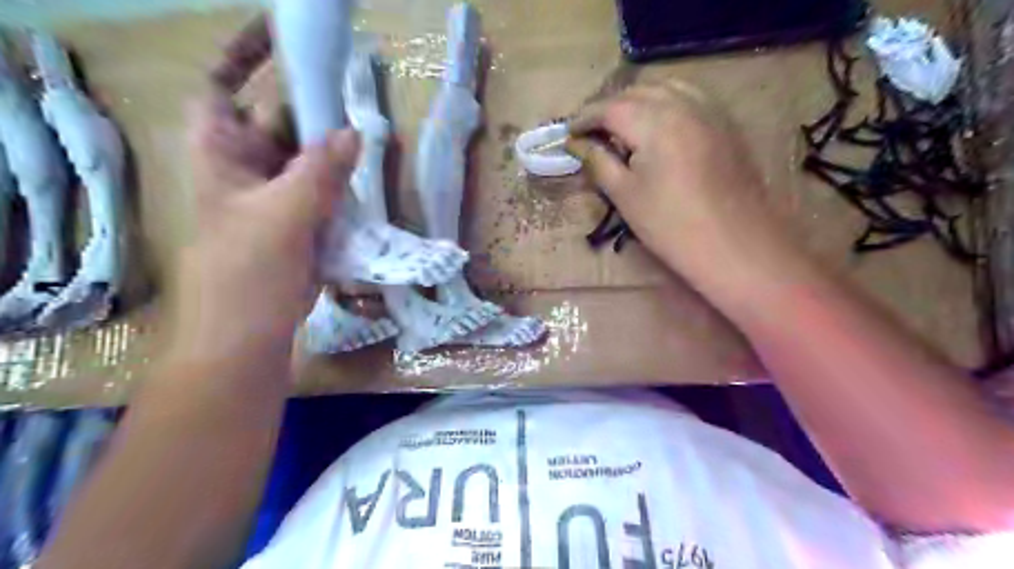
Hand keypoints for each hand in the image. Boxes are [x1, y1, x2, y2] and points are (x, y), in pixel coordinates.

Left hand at [173, 15, 360, 359]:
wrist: (249, 336)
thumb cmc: (248, 275)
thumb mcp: (282, 218)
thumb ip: (318, 173)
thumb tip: (353, 133)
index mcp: (221, 155)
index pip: (222, 89)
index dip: (245, 59)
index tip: (286, 41)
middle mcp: (247, 168)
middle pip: (278, 121)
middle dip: (313, 109)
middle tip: (356, 97)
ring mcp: (276, 196)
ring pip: (308, 157)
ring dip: (334, 149)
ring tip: (372, 135)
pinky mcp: (301, 221)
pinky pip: (324, 189)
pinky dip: (343, 182)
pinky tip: (368, 176)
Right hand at [567, 85, 786, 292]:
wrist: (736, 245)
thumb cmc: (671, 226)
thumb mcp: (625, 195)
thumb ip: (598, 162)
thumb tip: (575, 144)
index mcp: (654, 122)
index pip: (609, 108)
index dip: (584, 118)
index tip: (568, 133)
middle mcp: (683, 104)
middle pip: (636, 92)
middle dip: (609, 107)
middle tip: (591, 132)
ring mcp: (710, 110)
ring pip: (665, 88)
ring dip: (637, 101)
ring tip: (621, 126)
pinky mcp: (725, 123)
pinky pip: (689, 97)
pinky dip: (665, 102)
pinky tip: (658, 125)